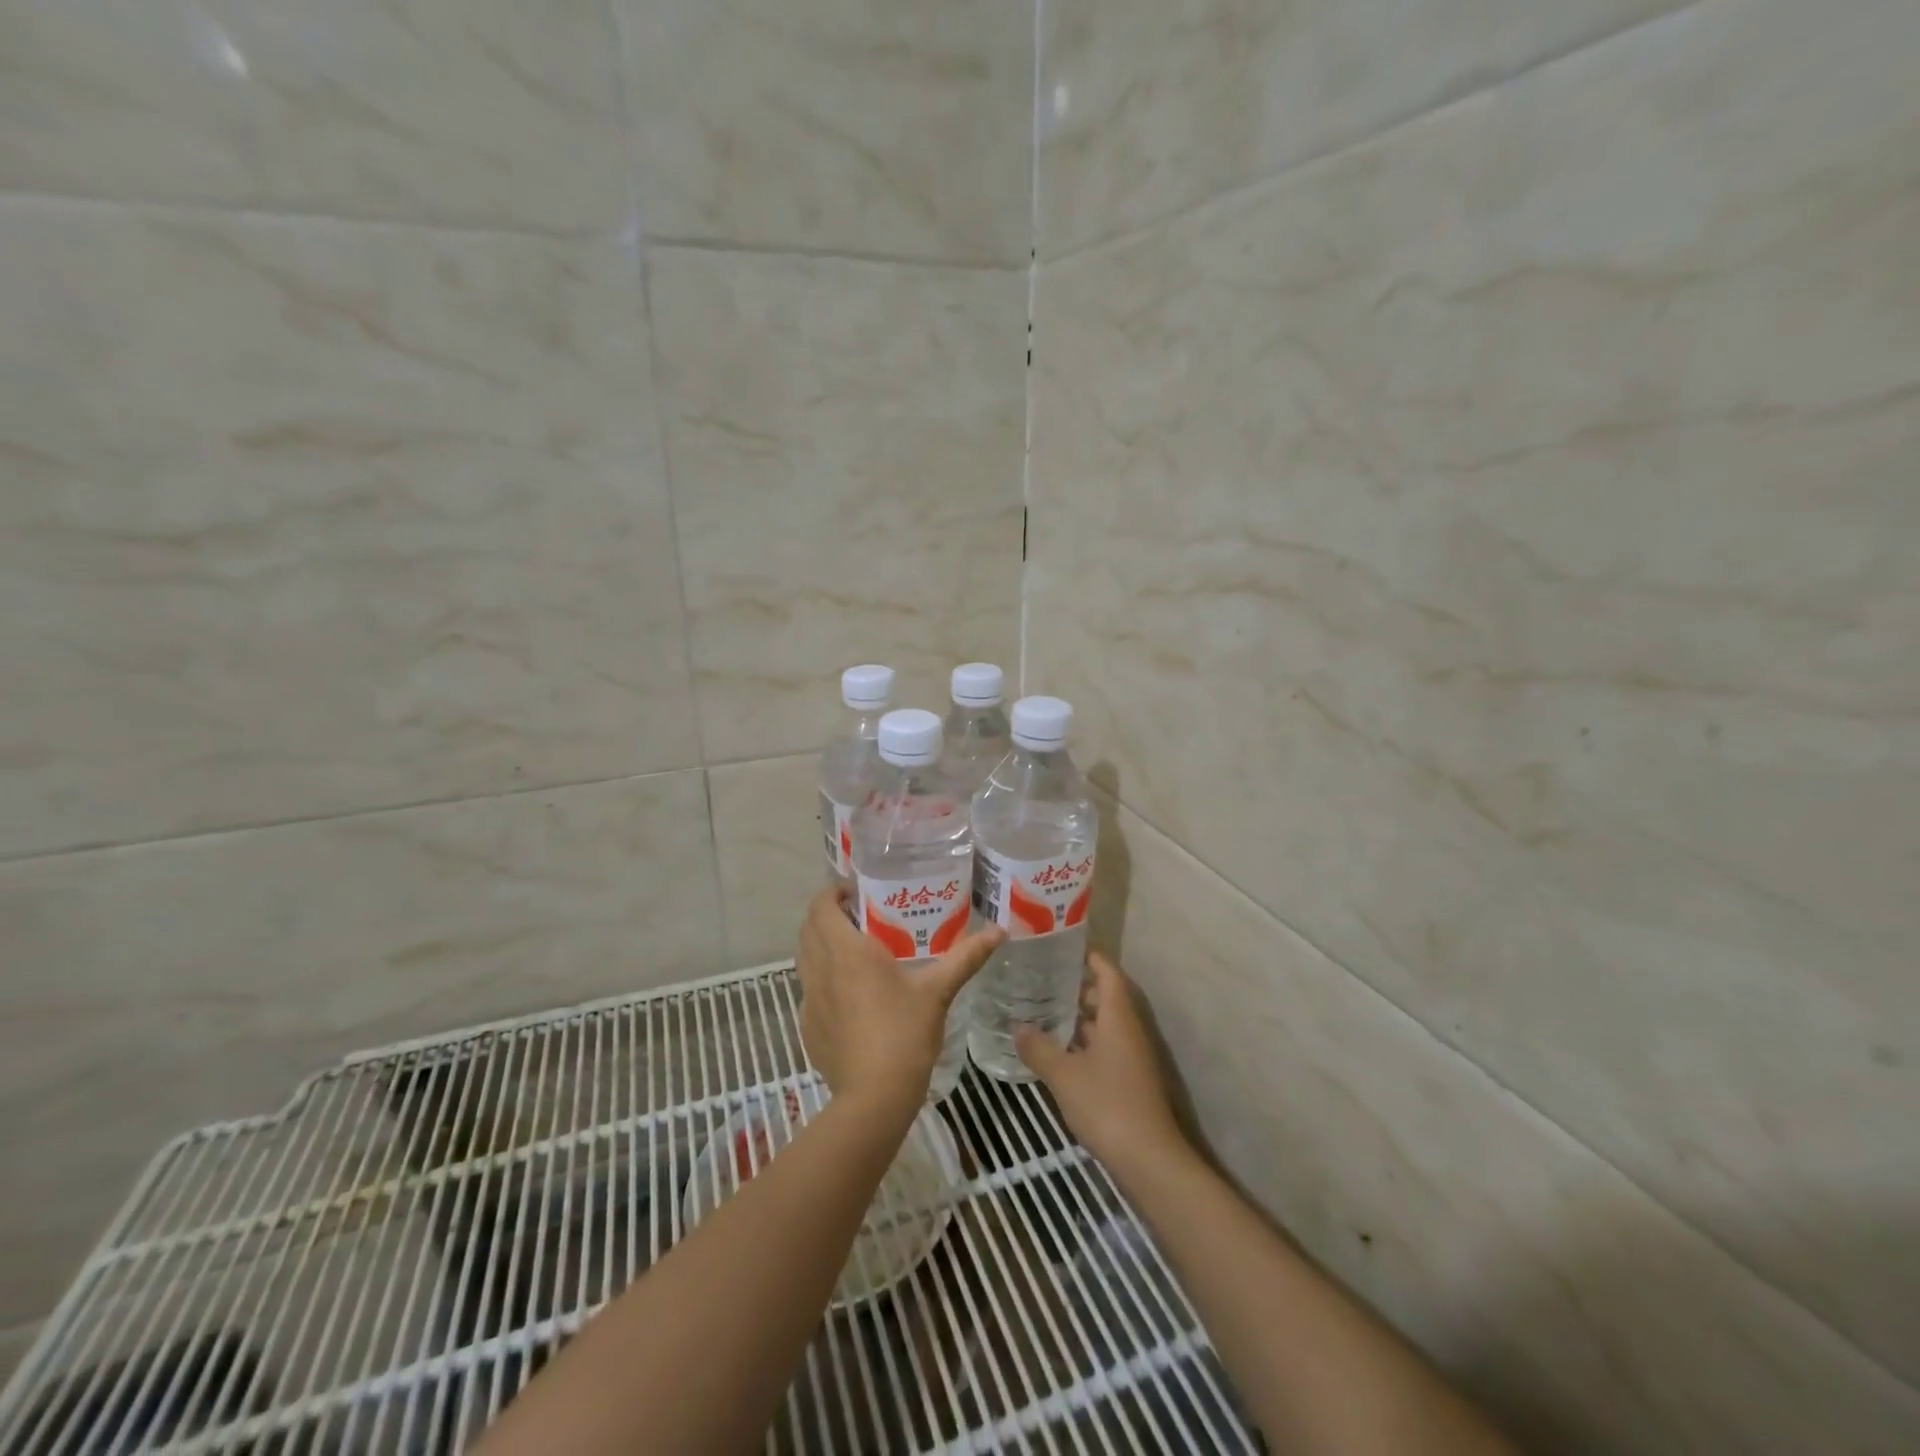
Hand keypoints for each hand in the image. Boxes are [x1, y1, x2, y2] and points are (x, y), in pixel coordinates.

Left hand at [796, 886, 1003, 1114]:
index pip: (821, 906)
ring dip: (821, 946)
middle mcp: (820, 969)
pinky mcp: (807, 1026)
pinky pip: (809, 990)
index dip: (832, 893)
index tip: (855, 892)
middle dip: (828, 916)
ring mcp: (809, 999)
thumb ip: (966, 957)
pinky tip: (850, 996)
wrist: (874, 1097)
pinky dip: (822, 980)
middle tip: (859, 917)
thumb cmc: (905, 1033)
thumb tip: (999, 932)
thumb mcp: (938, 991)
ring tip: (854, 952)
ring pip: (805, 958)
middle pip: (809, 928)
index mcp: (847, 951)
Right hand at [1016, 951, 1186, 1170]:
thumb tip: (1018, 1027)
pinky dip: (1082, 1041)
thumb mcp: (1063, 1075)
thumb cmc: (1107, 1105)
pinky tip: (1056, 1049)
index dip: (1087, 956)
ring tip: (1041, 1008)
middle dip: (1075, 985)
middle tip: (1040, 977)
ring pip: (1103, 1023)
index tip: (1060, 946)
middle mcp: (1128, 1029)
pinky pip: (1104, 1046)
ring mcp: (1131, 1056)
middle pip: (1104, 995)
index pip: (1106, 971)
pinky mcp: (1128, 1079)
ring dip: (1077, 1015)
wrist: (1149, 1160)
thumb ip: (1039, 1048)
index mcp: (1118, 1016)